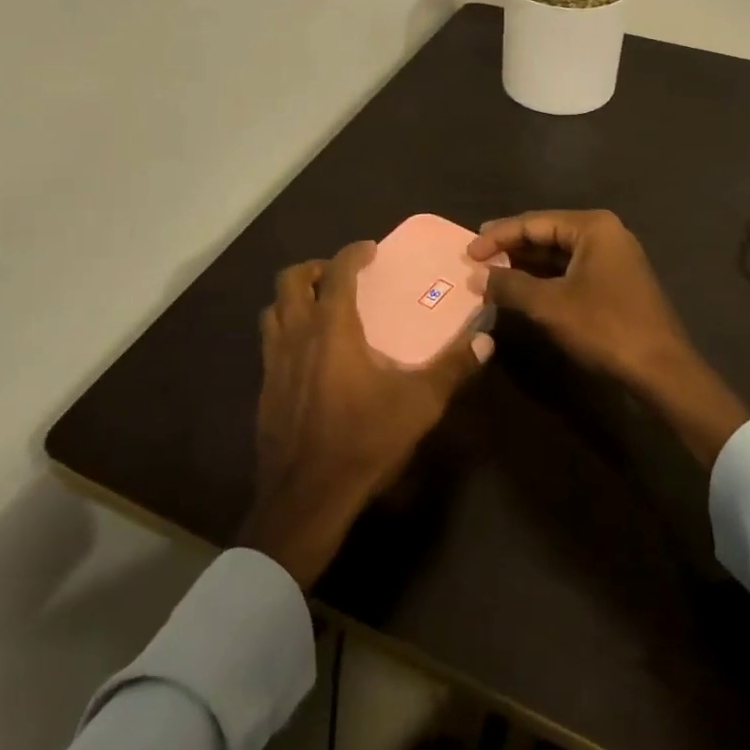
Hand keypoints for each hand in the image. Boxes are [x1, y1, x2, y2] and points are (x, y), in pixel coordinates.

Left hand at [236, 241, 491, 586]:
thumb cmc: (363, 441)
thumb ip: (452, 368)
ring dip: (294, 299)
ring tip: (319, 308)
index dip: (353, 253)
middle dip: (316, 269)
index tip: (369, 250)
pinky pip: (269, 343)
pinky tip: (307, 357)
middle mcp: (297, 334)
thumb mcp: (419, 404)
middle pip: (291, 280)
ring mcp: (273, 362)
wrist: (306, 499)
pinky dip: (285, 332)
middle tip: (340, 276)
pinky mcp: (263, 390)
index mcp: (332, 328)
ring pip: (273, 310)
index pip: (339, 272)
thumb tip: (486, 339)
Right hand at [468, 209, 691, 386]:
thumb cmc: (605, 327)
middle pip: (546, 234)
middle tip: (475, 259)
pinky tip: (521, 290)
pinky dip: (544, 279)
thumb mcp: (549, 305)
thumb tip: (475, 276)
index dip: (497, 237)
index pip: (533, 222)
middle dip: (510, 248)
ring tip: (491, 275)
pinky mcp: (614, 281)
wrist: (661, 370)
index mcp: (592, 226)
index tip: (467, 252)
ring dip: (525, 265)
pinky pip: (570, 270)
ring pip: (558, 254)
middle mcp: (604, 233)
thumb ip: (509, 285)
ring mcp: (612, 257)